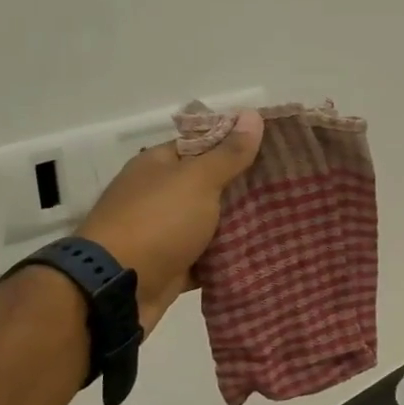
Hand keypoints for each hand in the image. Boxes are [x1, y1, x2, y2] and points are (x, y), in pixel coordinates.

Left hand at [78, 111, 263, 333]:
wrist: (117, 290)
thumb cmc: (157, 222)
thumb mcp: (198, 180)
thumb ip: (228, 153)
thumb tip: (252, 114)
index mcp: (158, 165)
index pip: (202, 144)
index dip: (236, 143)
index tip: (274, 148)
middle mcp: (157, 195)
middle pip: (207, 185)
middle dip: (243, 187)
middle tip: (286, 186)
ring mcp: (162, 233)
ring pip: (209, 224)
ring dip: (238, 225)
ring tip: (283, 219)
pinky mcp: (170, 267)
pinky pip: (206, 258)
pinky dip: (227, 258)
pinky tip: (261, 254)